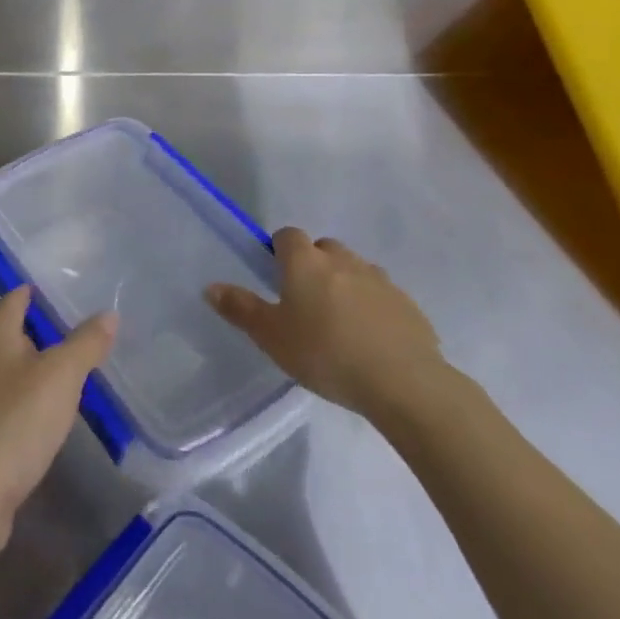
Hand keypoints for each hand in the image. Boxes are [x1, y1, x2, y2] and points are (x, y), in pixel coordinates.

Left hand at [0, 287, 115, 558]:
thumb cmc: (15, 423)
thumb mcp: (61, 378)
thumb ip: (85, 344)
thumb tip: (108, 314)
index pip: (14, 298)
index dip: (37, 294)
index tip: (64, 296)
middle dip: (26, 329)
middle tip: (64, 336)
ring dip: (20, 366)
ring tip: (58, 376)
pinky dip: (13, 399)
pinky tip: (35, 417)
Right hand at [206, 228, 446, 420]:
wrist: (403, 382)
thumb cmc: (325, 354)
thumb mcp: (272, 337)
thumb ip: (241, 309)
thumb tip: (210, 287)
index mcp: (305, 261)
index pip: (287, 236)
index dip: (279, 251)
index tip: (276, 278)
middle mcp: (343, 259)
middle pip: (324, 249)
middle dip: (314, 265)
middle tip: (306, 302)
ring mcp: (380, 279)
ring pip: (355, 270)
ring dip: (345, 284)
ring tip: (339, 322)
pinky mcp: (408, 304)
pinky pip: (382, 296)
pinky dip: (373, 307)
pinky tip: (370, 340)